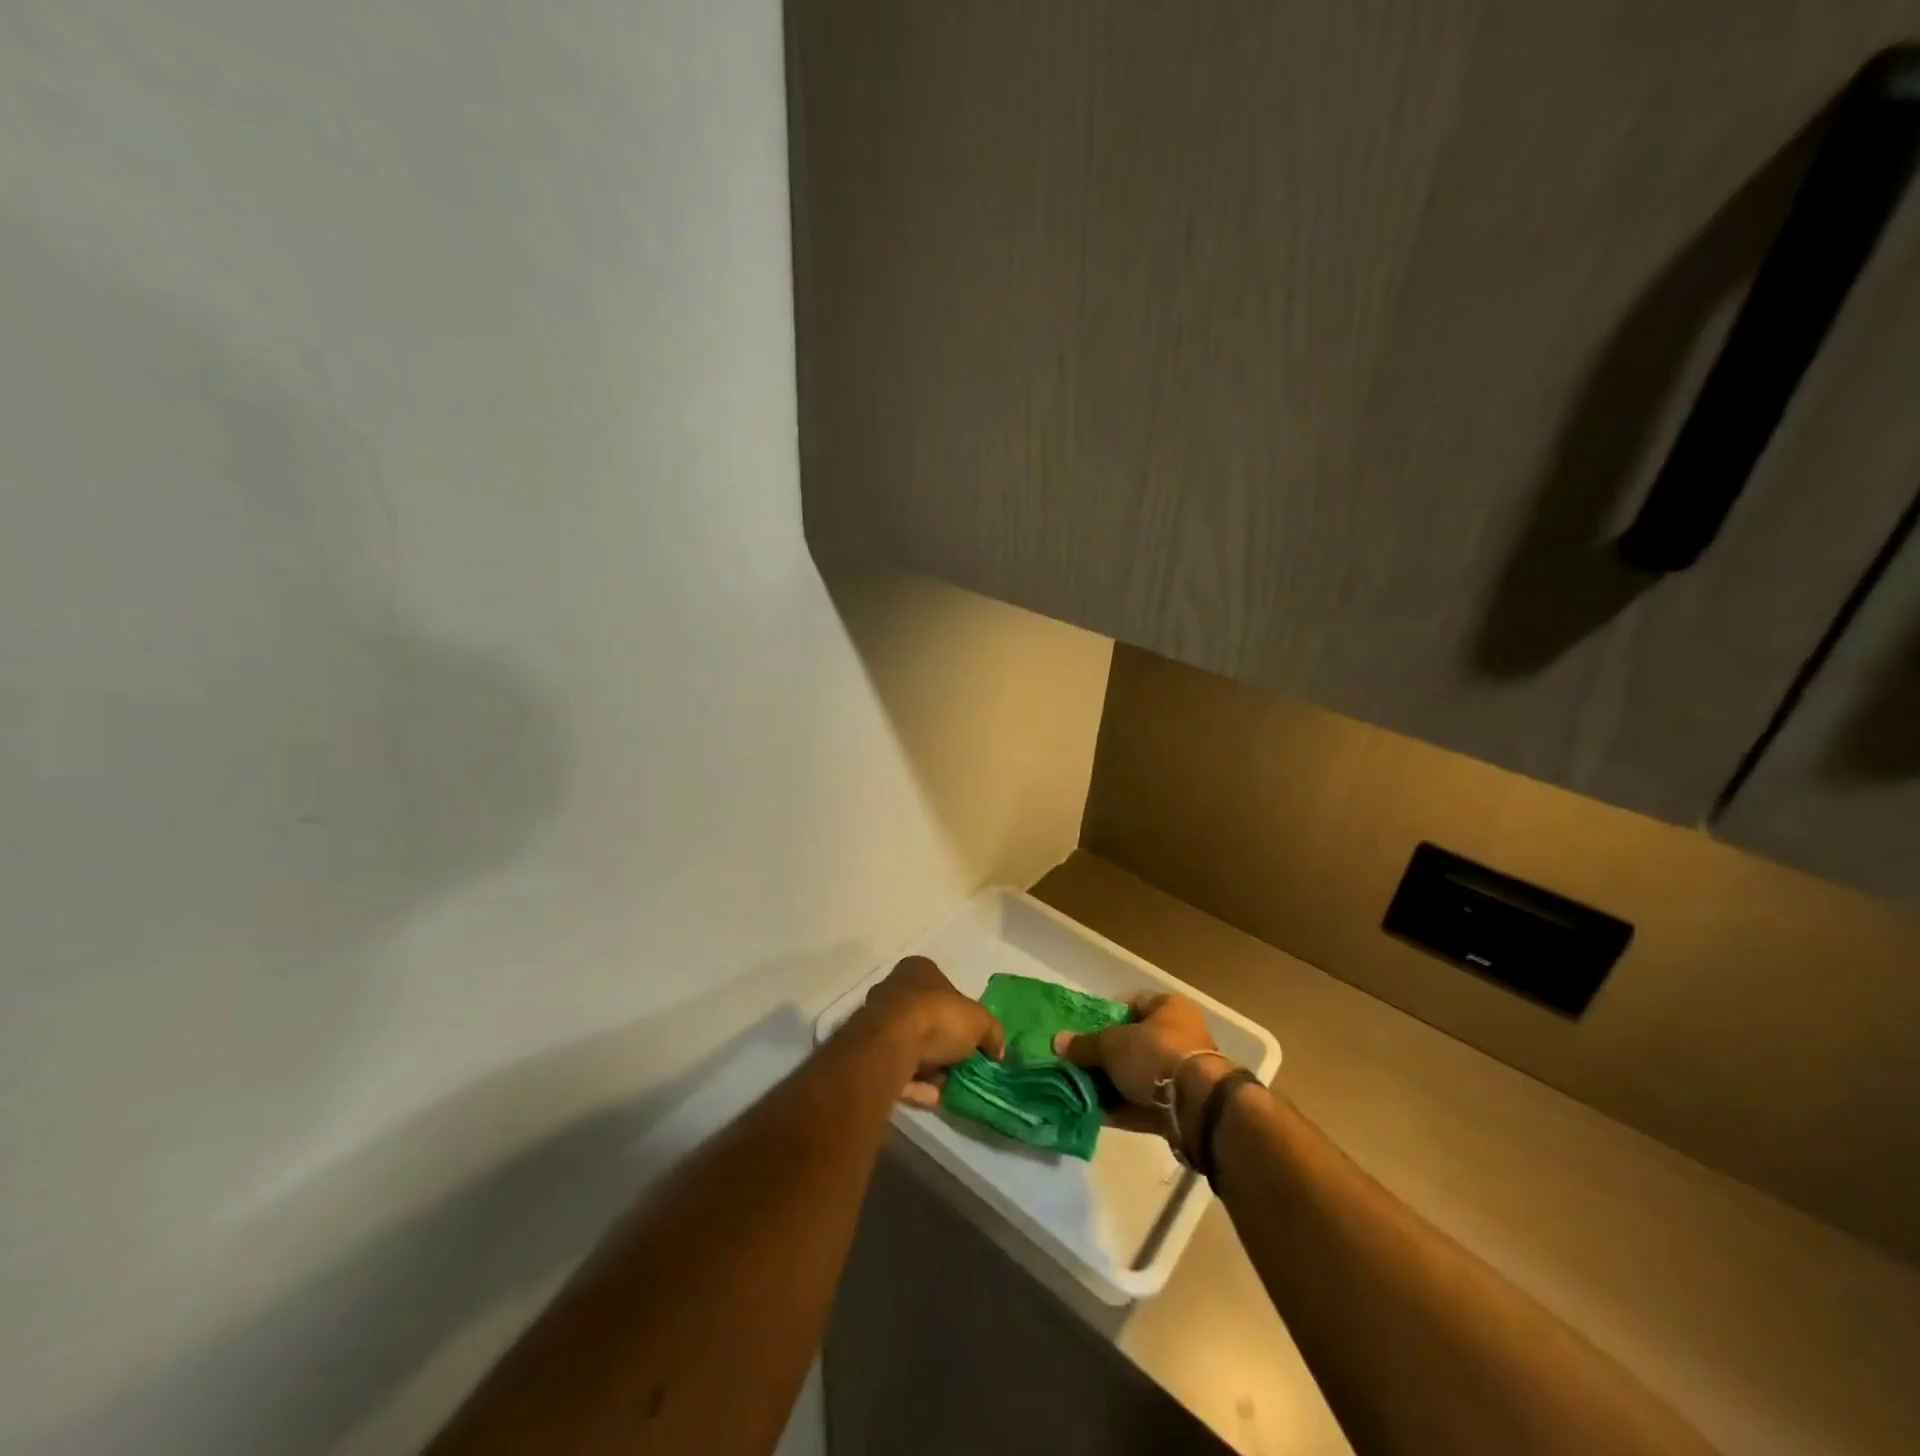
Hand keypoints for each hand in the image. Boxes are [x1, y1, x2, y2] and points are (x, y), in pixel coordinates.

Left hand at [856, 956, 1004, 1107]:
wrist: (890, 1044)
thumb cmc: (937, 1017)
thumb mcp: (980, 1022)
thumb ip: (992, 1033)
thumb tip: (998, 1050)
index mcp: (919, 969)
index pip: (944, 987)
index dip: (960, 1012)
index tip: (972, 1037)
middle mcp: (894, 987)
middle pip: (925, 1015)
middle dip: (942, 1041)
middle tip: (960, 1063)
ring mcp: (876, 1018)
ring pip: (909, 1042)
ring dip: (929, 1065)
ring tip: (948, 1085)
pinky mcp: (867, 1050)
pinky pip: (896, 1065)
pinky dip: (914, 1081)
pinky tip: (932, 1097)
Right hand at [1054, 993, 1223, 1137]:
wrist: (1197, 1106)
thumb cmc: (1155, 1056)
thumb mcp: (1112, 1045)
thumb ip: (1084, 1044)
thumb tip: (1058, 1041)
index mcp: (1168, 1008)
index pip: (1132, 1002)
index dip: (1106, 1013)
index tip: (1083, 1027)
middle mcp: (1179, 1035)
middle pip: (1133, 1041)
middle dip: (1105, 1055)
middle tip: (1078, 1062)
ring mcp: (1181, 1073)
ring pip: (1137, 1075)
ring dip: (1111, 1084)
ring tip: (1080, 1090)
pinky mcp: (1180, 1106)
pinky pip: (1144, 1103)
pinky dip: (1122, 1108)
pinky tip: (1095, 1114)